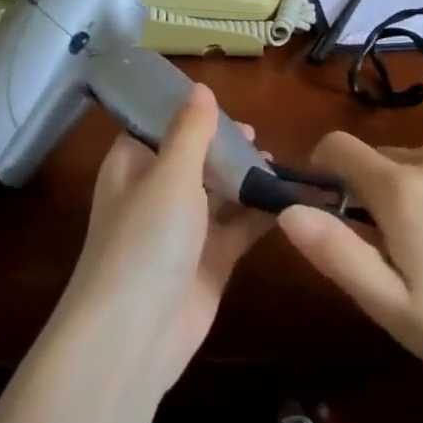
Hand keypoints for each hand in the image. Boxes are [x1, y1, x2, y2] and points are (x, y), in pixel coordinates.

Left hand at [55, 85, 274, 392]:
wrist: (136, 335)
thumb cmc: (146, 241)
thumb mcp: (170, 176)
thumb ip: (190, 132)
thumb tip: (200, 87)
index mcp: (132, 167)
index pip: (156, 127)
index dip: (187, 113)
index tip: (223, 102)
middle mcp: (156, 194)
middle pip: (194, 159)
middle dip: (225, 146)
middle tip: (259, 136)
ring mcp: (184, 230)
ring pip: (219, 192)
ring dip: (246, 178)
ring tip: (280, 163)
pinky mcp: (210, 261)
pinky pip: (239, 228)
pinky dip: (261, 214)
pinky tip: (290, 198)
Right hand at [278, 134, 422, 391]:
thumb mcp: (386, 303)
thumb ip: (333, 251)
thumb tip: (287, 209)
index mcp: (402, 191)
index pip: (339, 147)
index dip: (325, 169)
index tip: (333, 199)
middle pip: (383, 155)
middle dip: (377, 187)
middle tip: (397, 239)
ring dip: (418, 179)